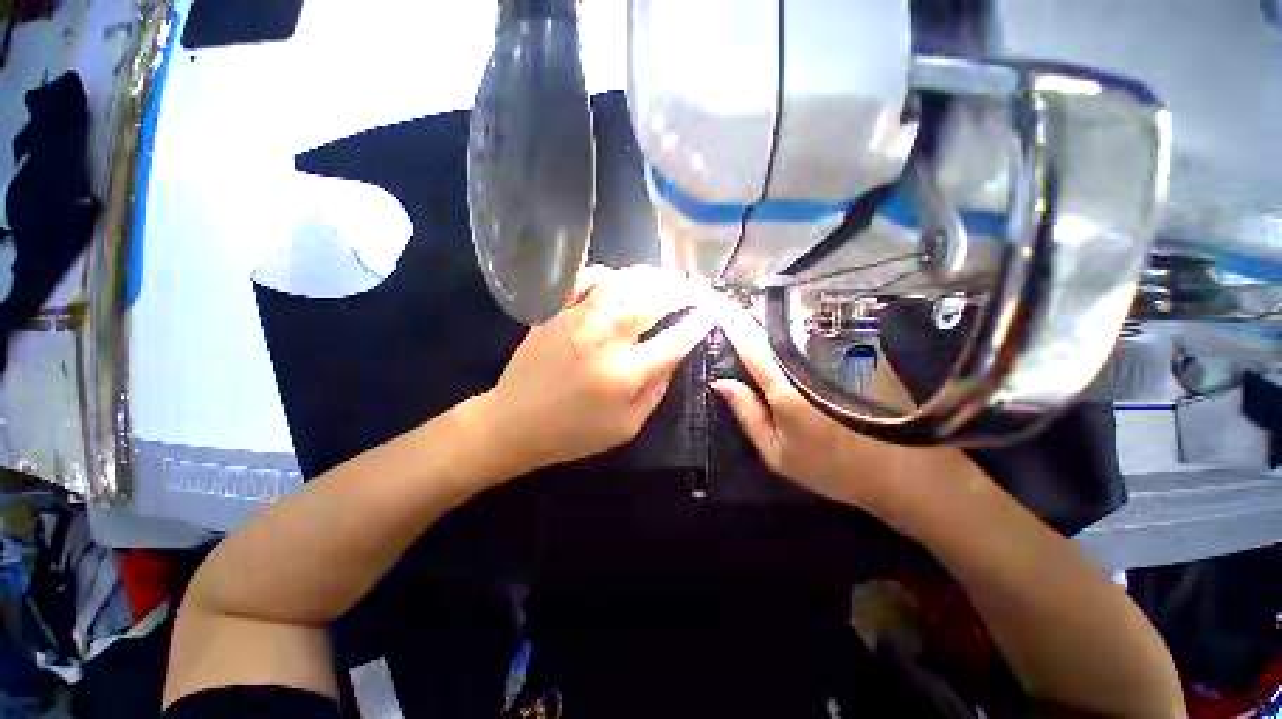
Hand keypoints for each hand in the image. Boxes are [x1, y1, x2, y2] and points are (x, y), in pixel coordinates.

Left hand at [477, 265, 715, 477]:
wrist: (513, 424)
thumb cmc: (573, 434)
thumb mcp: (626, 427)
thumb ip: (655, 391)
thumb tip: (673, 358)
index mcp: (626, 373)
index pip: (675, 340)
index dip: (699, 323)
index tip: (712, 312)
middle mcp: (605, 339)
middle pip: (653, 302)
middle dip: (683, 291)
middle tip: (696, 287)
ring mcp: (576, 320)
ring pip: (621, 282)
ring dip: (650, 275)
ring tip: (666, 277)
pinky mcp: (554, 312)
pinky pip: (582, 280)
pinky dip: (605, 273)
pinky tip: (617, 279)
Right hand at [710, 302, 930, 512]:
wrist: (902, 476)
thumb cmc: (830, 469)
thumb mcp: (777, 453)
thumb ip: (748, 415)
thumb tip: (722, 383)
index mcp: (787, 390)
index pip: (752, 348)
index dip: (733, 325)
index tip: (718, 305)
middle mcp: (813, 366)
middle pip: (776, 332)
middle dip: (753, 317)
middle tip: (735, 309)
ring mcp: (841, 357)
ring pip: (800, 329)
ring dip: (778, 320)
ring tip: (761, 315)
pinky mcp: (861, 356)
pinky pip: (823, 336)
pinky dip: (804, 330)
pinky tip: (796, 331)